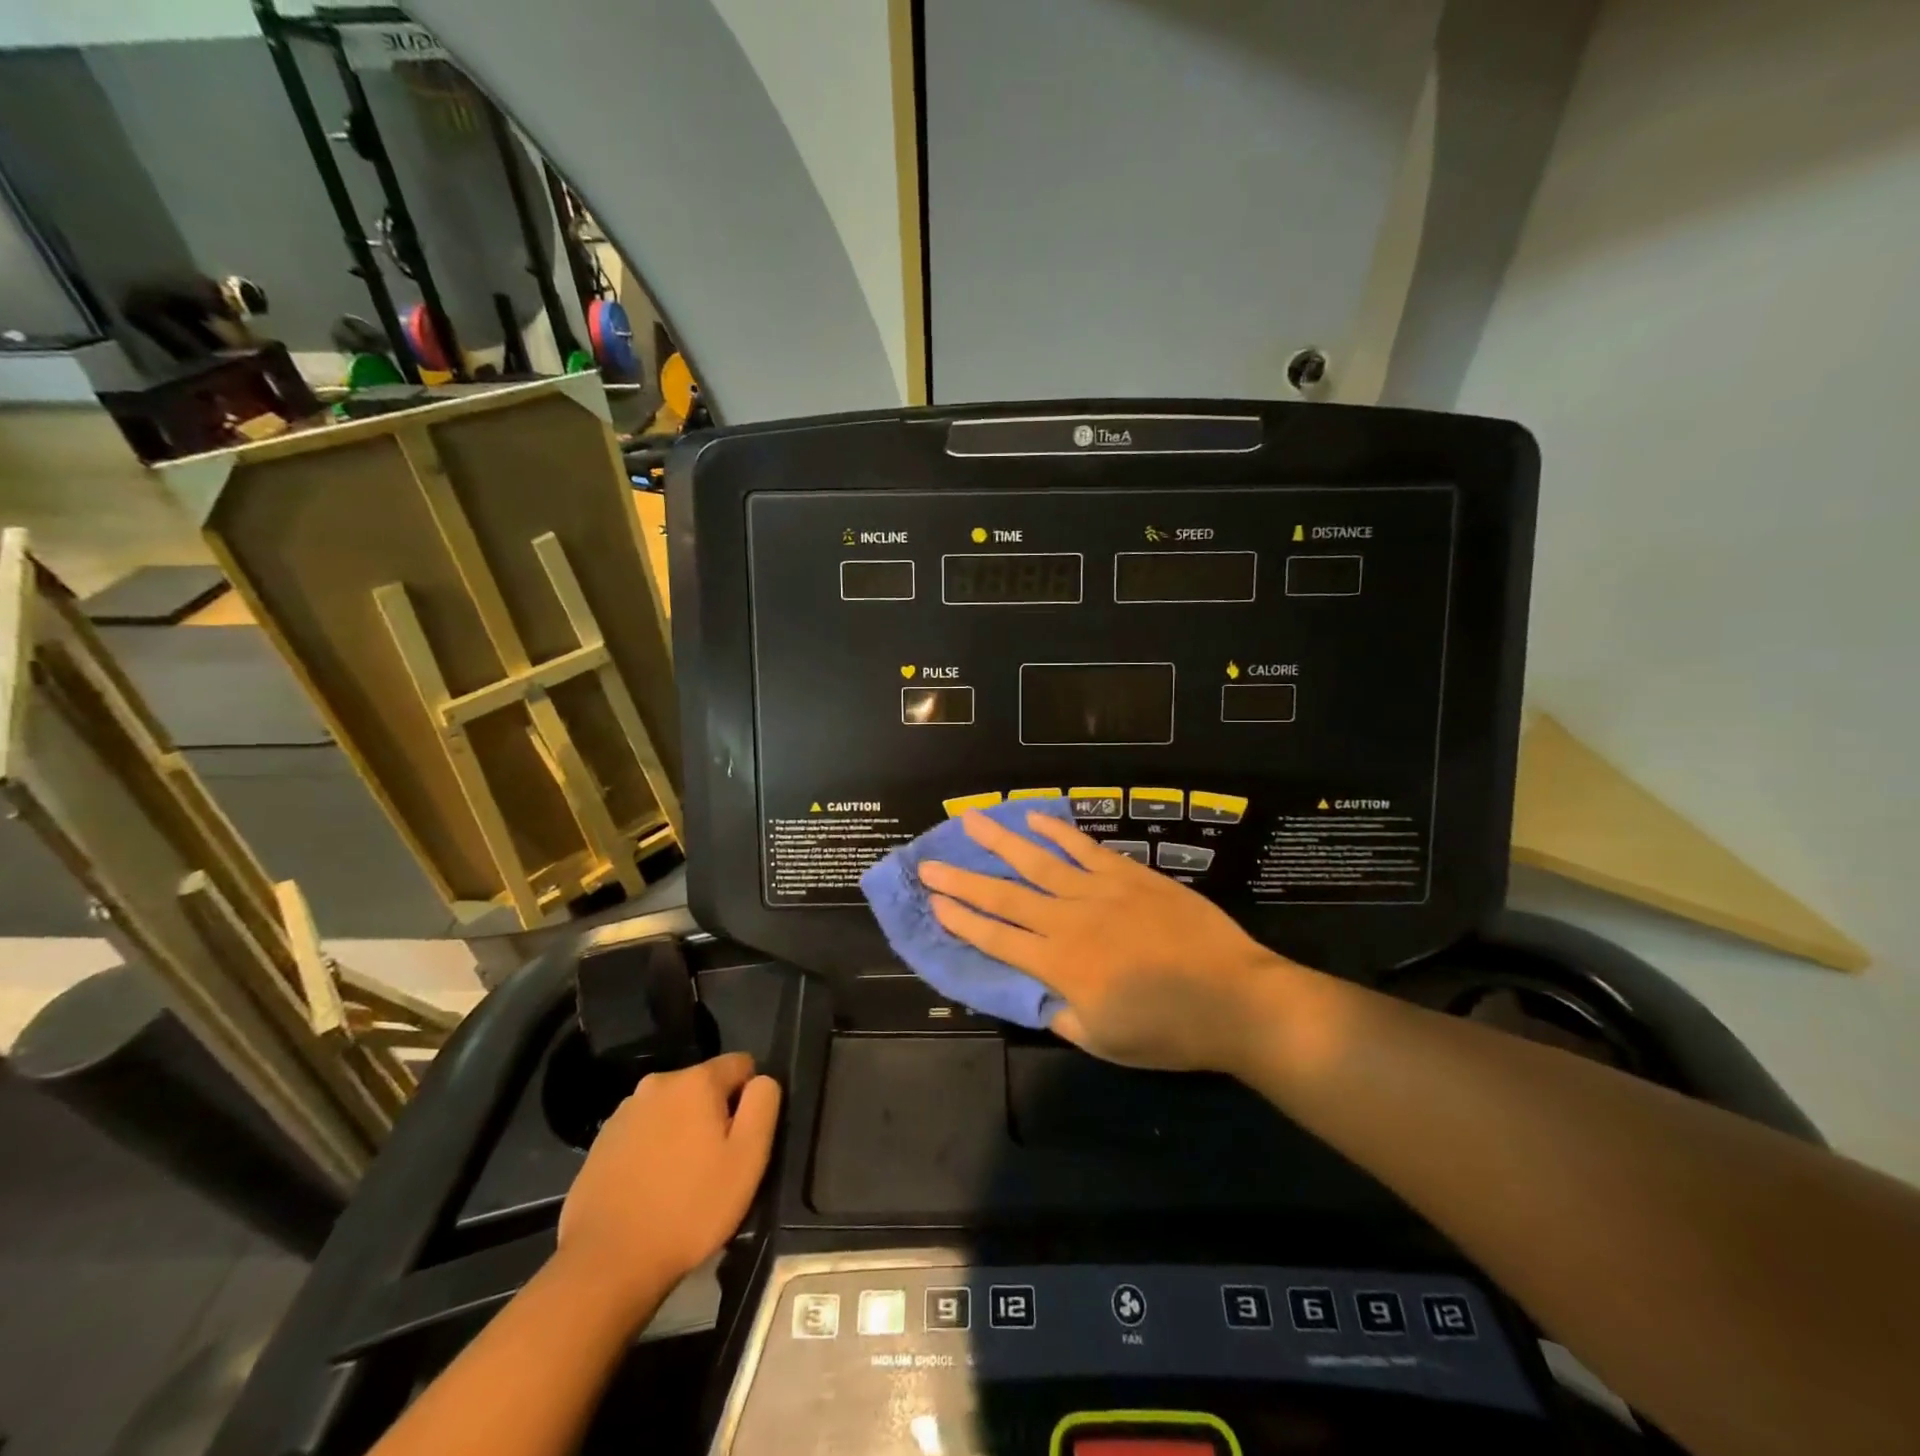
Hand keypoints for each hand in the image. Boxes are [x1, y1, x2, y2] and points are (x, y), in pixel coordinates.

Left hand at [556, 1053, 779, 1316]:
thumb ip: (763, 1104)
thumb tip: (761, 1081)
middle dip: (714, 1116)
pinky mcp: (601, 1142)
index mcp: (696, 1080)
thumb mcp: (748, 1157)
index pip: (742, 1065)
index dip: (750, 1099)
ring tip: (681, 1182)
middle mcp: (658, 1083)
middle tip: (714, 1166)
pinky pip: (643, 1133)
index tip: (743, 1140)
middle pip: (704, 1087)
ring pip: (672, 1110)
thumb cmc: (689, 1208)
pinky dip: (653, 1151)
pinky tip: (650, 1190)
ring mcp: (624, 1112)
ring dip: (683, 1132)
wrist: (606, 1263)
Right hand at [918, 811, 1301, 1072]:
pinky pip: (1085, 848)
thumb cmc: (1168, 1031)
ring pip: (1038, 861)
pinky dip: (1057, 831)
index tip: (933, 902)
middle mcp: (1069, 921)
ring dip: (1000, 842)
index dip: (961, 921)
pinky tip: (1034, 817)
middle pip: (1005, 896)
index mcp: (1060, 966)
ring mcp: (1099, 892)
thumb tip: (1029, 992)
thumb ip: (1059, 1014)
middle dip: (963, 880)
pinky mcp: (1129, 875)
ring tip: (971, 820)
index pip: (997, 939)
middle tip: (928, 862)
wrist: (1234, 998)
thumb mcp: (1103, 1042)